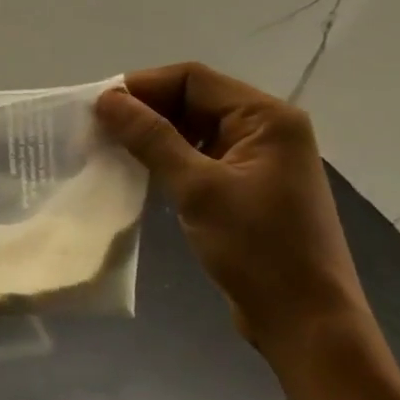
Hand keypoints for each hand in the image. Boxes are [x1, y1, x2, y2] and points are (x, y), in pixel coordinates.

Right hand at [93, 63, 368, 358]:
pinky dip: (165, 157)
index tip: (97, 108)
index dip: (142, 86)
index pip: (193, 79)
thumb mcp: (198, 189)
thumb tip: (106, 99)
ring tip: (106, 147)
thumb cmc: (257, 249)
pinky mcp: (244, 187)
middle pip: (192, 99)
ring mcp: (256, 159)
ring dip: (150, 134)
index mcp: (266, 118)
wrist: (304, 320)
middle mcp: (265, 129)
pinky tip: (134, 170)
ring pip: (192, 128)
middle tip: (95, 129)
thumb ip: (151, 138)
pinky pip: (197, 156)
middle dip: (143, 110)